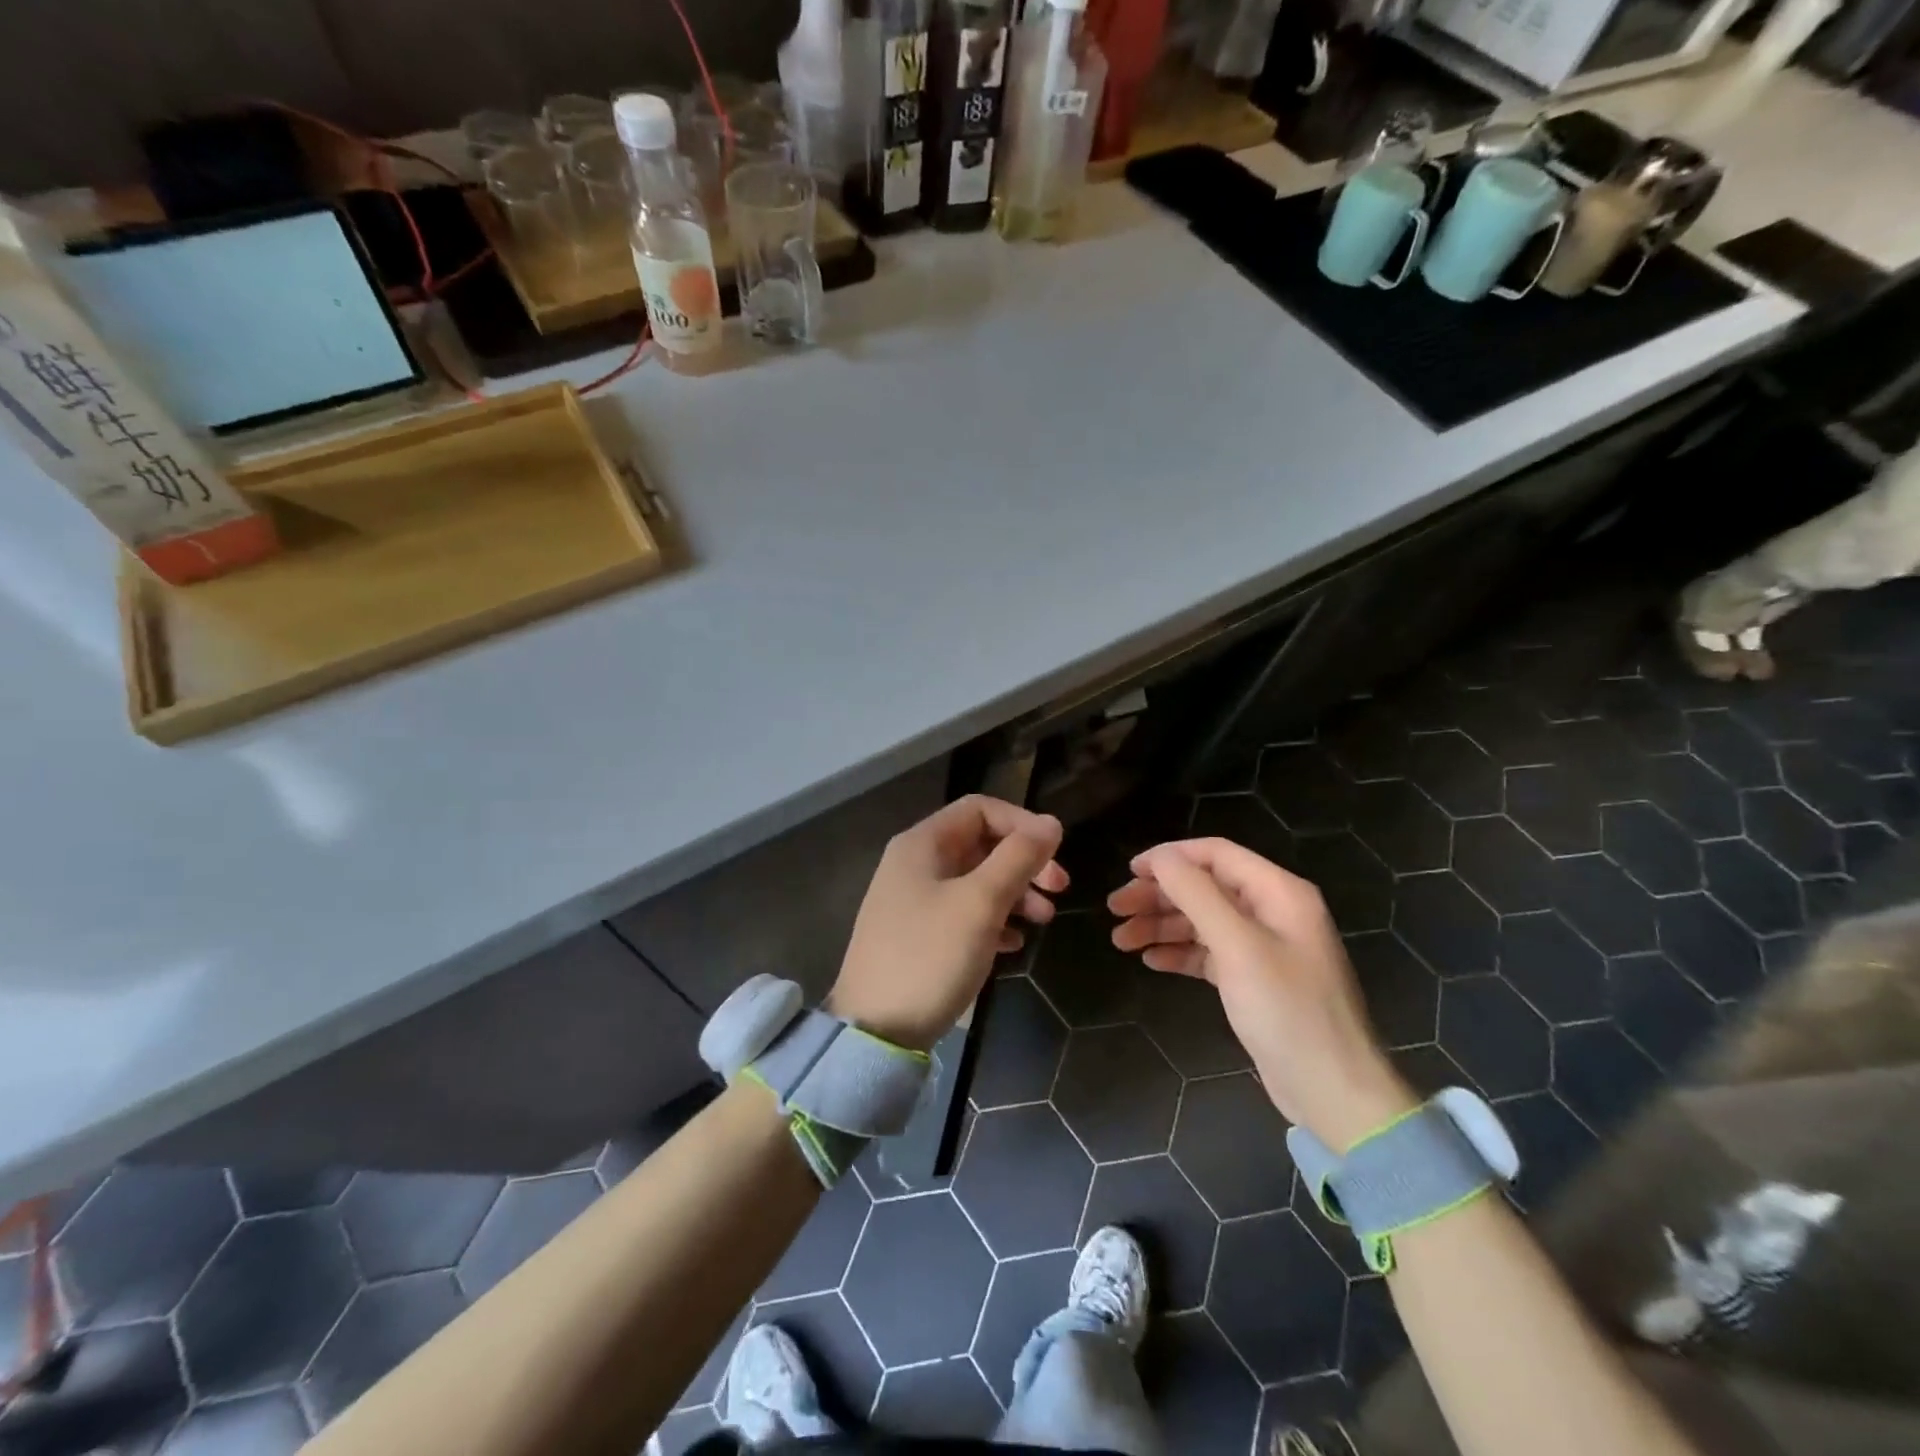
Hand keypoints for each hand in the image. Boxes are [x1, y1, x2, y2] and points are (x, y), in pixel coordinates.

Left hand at [828, 796, 1067, 1051]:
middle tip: (1060, 889)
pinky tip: (1014, 944)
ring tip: (1044, 921)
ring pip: (975, 880)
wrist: (875, 1031)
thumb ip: (1018, 859)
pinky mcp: (918, 935)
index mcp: (922, 844)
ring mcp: (914, 901)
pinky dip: (993, 920)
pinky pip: (963, 913)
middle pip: (980, 844)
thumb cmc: (930, 957)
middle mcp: (915, 863)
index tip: (1055, 854)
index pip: (980, 809)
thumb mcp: (980, 904)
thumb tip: (1051, 823)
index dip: (1023, 823)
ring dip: (1014, 893)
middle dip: (1024, 862)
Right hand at [1108, 838, 1413, 1148]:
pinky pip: (1209, 953)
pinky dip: (1179, 953)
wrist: (1332, 1092)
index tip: (1128, 871)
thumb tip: (1160, 858)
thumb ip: (1197, 895)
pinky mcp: (1254, 980)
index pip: (1215, 854)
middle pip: (1204, 887)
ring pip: (1202, 921)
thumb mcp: (1237, 946)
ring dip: (1161, 926)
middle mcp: (1272, 912)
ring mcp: (1264, 948)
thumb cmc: (1286, 1010)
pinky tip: (1152, 961)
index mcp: (1278, 892)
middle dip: (1159, 895)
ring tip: (1121, 940)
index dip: (1170, 858)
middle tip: (1115, 910)